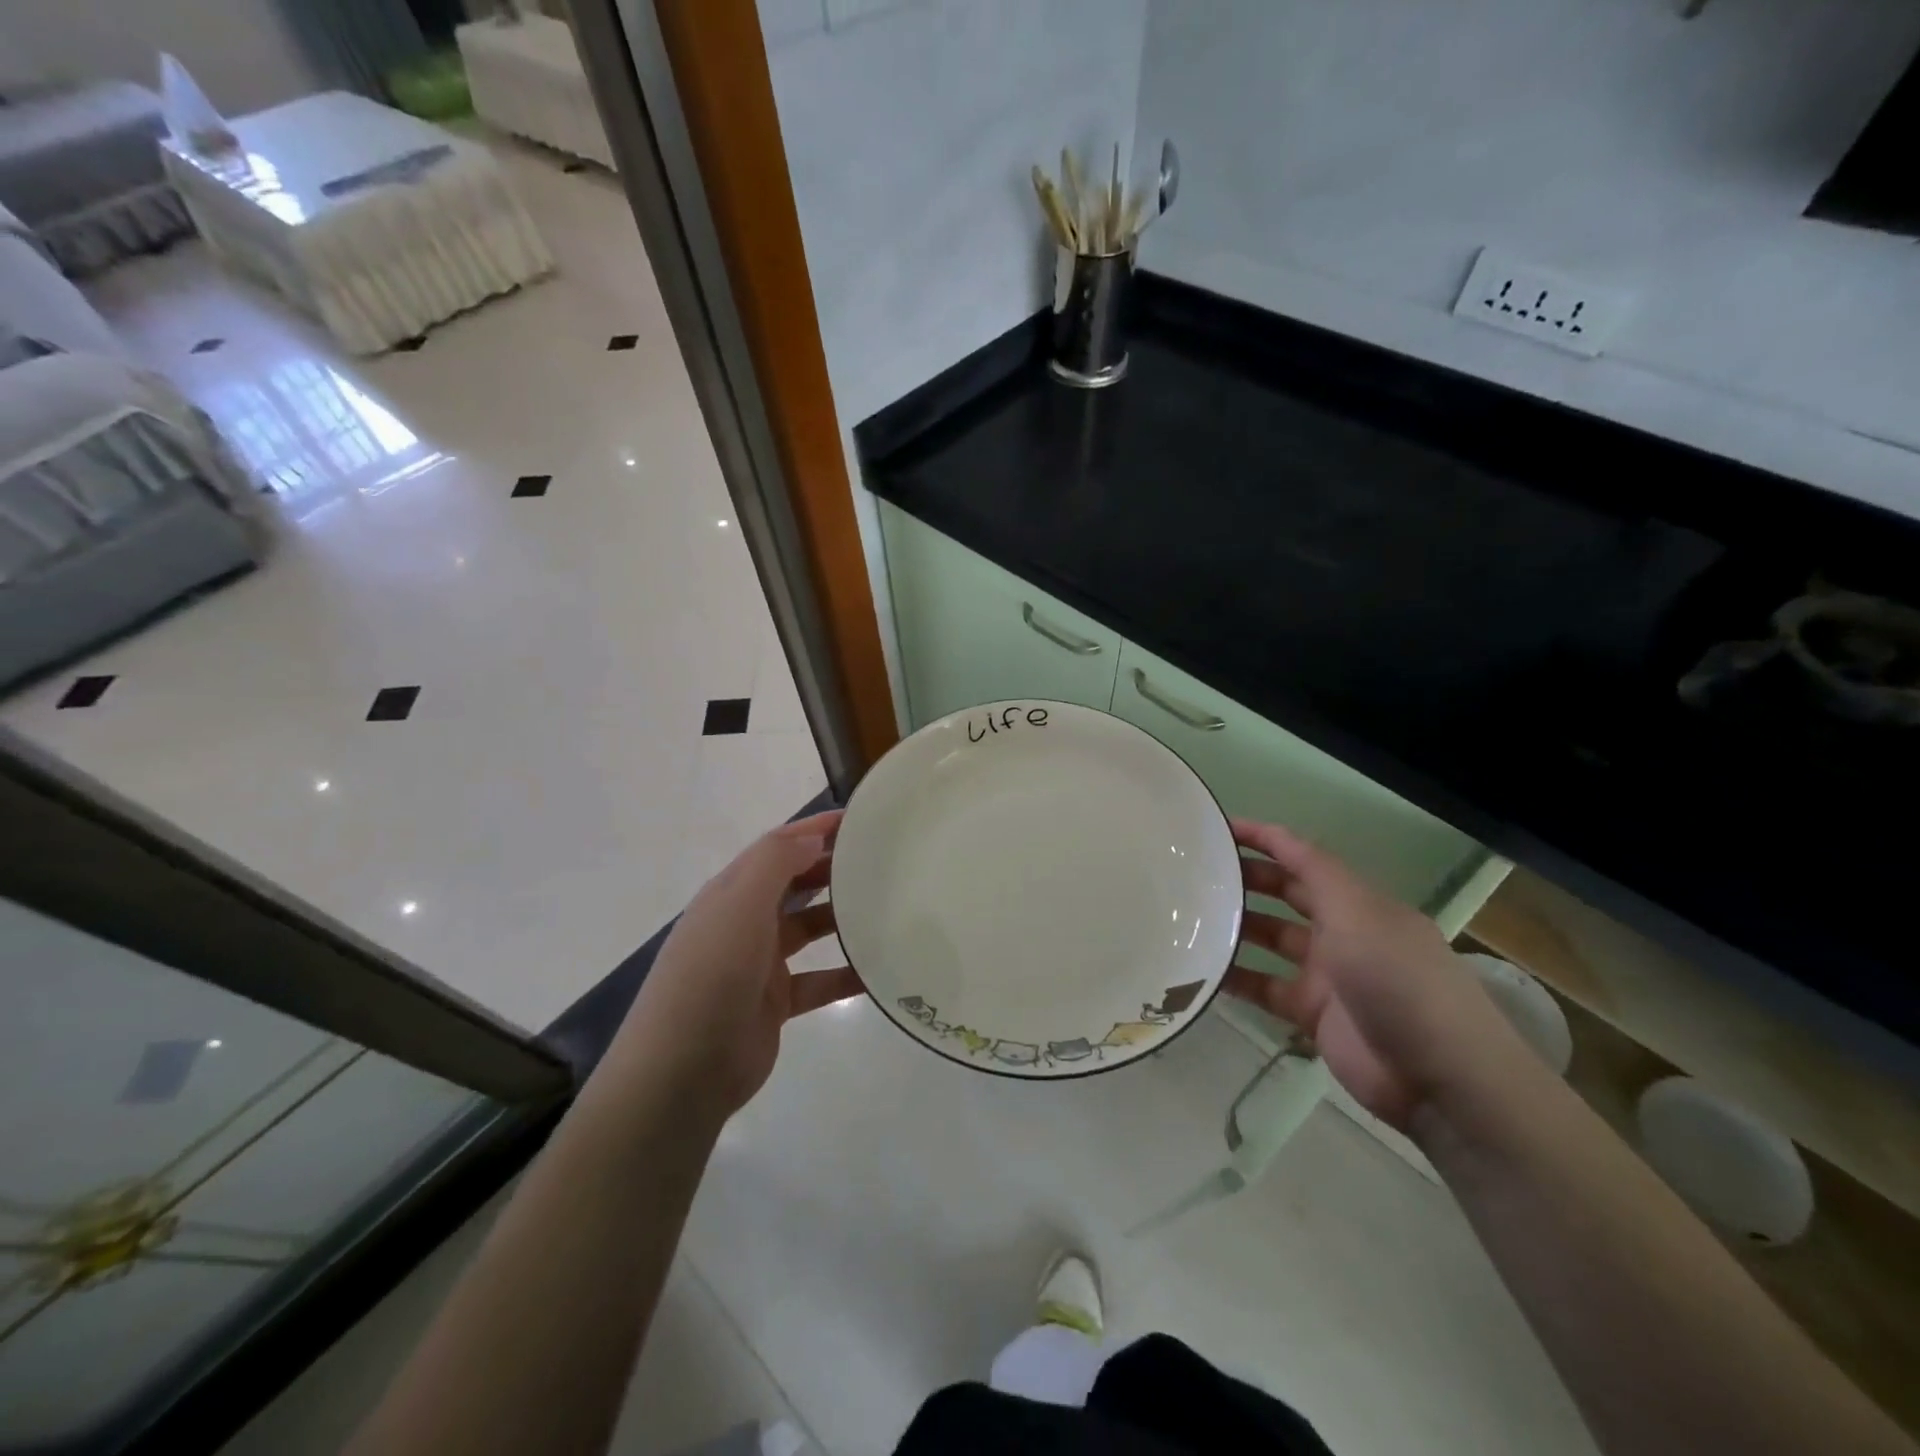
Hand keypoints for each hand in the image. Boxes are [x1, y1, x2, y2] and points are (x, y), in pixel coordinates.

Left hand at [627, 811, 861, 1115]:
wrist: (681, 1073)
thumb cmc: (711, 975)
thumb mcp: (739, 906)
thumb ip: (776, 863)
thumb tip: (813, 836)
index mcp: (730, 893)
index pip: (777, 847)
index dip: (815, 829)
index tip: (860, 819)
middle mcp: (744, 921)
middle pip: (794, 883)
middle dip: (831, 867)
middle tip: (883, 860)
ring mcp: (759, 964)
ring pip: (808, 928)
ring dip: (841, 917)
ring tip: (887, 907)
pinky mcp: (775, 1003)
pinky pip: (818, 981)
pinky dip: (845, 974)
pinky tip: (879, 971)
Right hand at [1223, 818, 1519, 1129]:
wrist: (1439, 1076)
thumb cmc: (1398, 980)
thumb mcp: (1359, 913)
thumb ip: (1315, 874)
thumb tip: (1278, 838)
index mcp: (1358, 902)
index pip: (1304, 857)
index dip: (1265, 838)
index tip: (1219, 826)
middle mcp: (1342, 931)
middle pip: (1285, 894)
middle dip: (1246, 878)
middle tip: (1196, 871)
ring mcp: (1327, 974)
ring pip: (1270, 939)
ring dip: (1236, 925)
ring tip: (1189, 915)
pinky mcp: (1312, 1014)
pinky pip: (1264, 987)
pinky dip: (1235, 977)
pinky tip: (1200, 969)